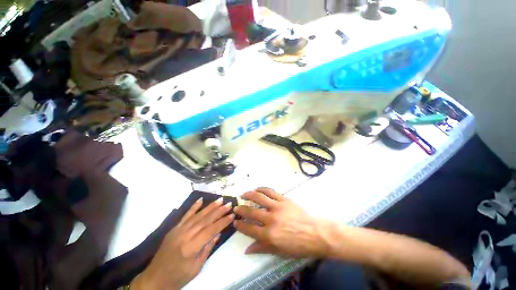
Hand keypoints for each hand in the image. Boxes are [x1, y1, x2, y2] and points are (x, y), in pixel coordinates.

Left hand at [131, 197, 234, 289]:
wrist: (154, 279)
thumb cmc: (178, 277)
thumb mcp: (196, 268)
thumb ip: (207, 249)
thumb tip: (218, 233)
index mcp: (191, 247)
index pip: (211, 230)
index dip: (223, 222)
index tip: (232, 215)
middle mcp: (185, 235)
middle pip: (205, 220)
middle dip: (219, 211)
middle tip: (229, 204)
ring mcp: (178, 230)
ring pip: (198, 215)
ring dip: (210, 207)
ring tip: (220, 200)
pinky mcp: (174, 228)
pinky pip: (186, 215)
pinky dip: (194, 207)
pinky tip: (201, 200)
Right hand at [234, 188, 330, 257]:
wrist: (316, 233)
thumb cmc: (298, 246)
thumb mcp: (279, 252)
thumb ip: (262, 248)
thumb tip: (247, 249)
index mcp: (269, 235)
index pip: (249, 229)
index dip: (240, 225)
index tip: (235, 222)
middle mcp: (271, 219)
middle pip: (251, 211)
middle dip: (241, 209)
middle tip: (236, 208)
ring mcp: (277, 207)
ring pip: (259, 197)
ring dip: (249, 194)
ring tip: (243, 194)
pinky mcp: (284, 199)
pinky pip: (270, 192)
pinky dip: (262, 189)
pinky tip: (257, 189)